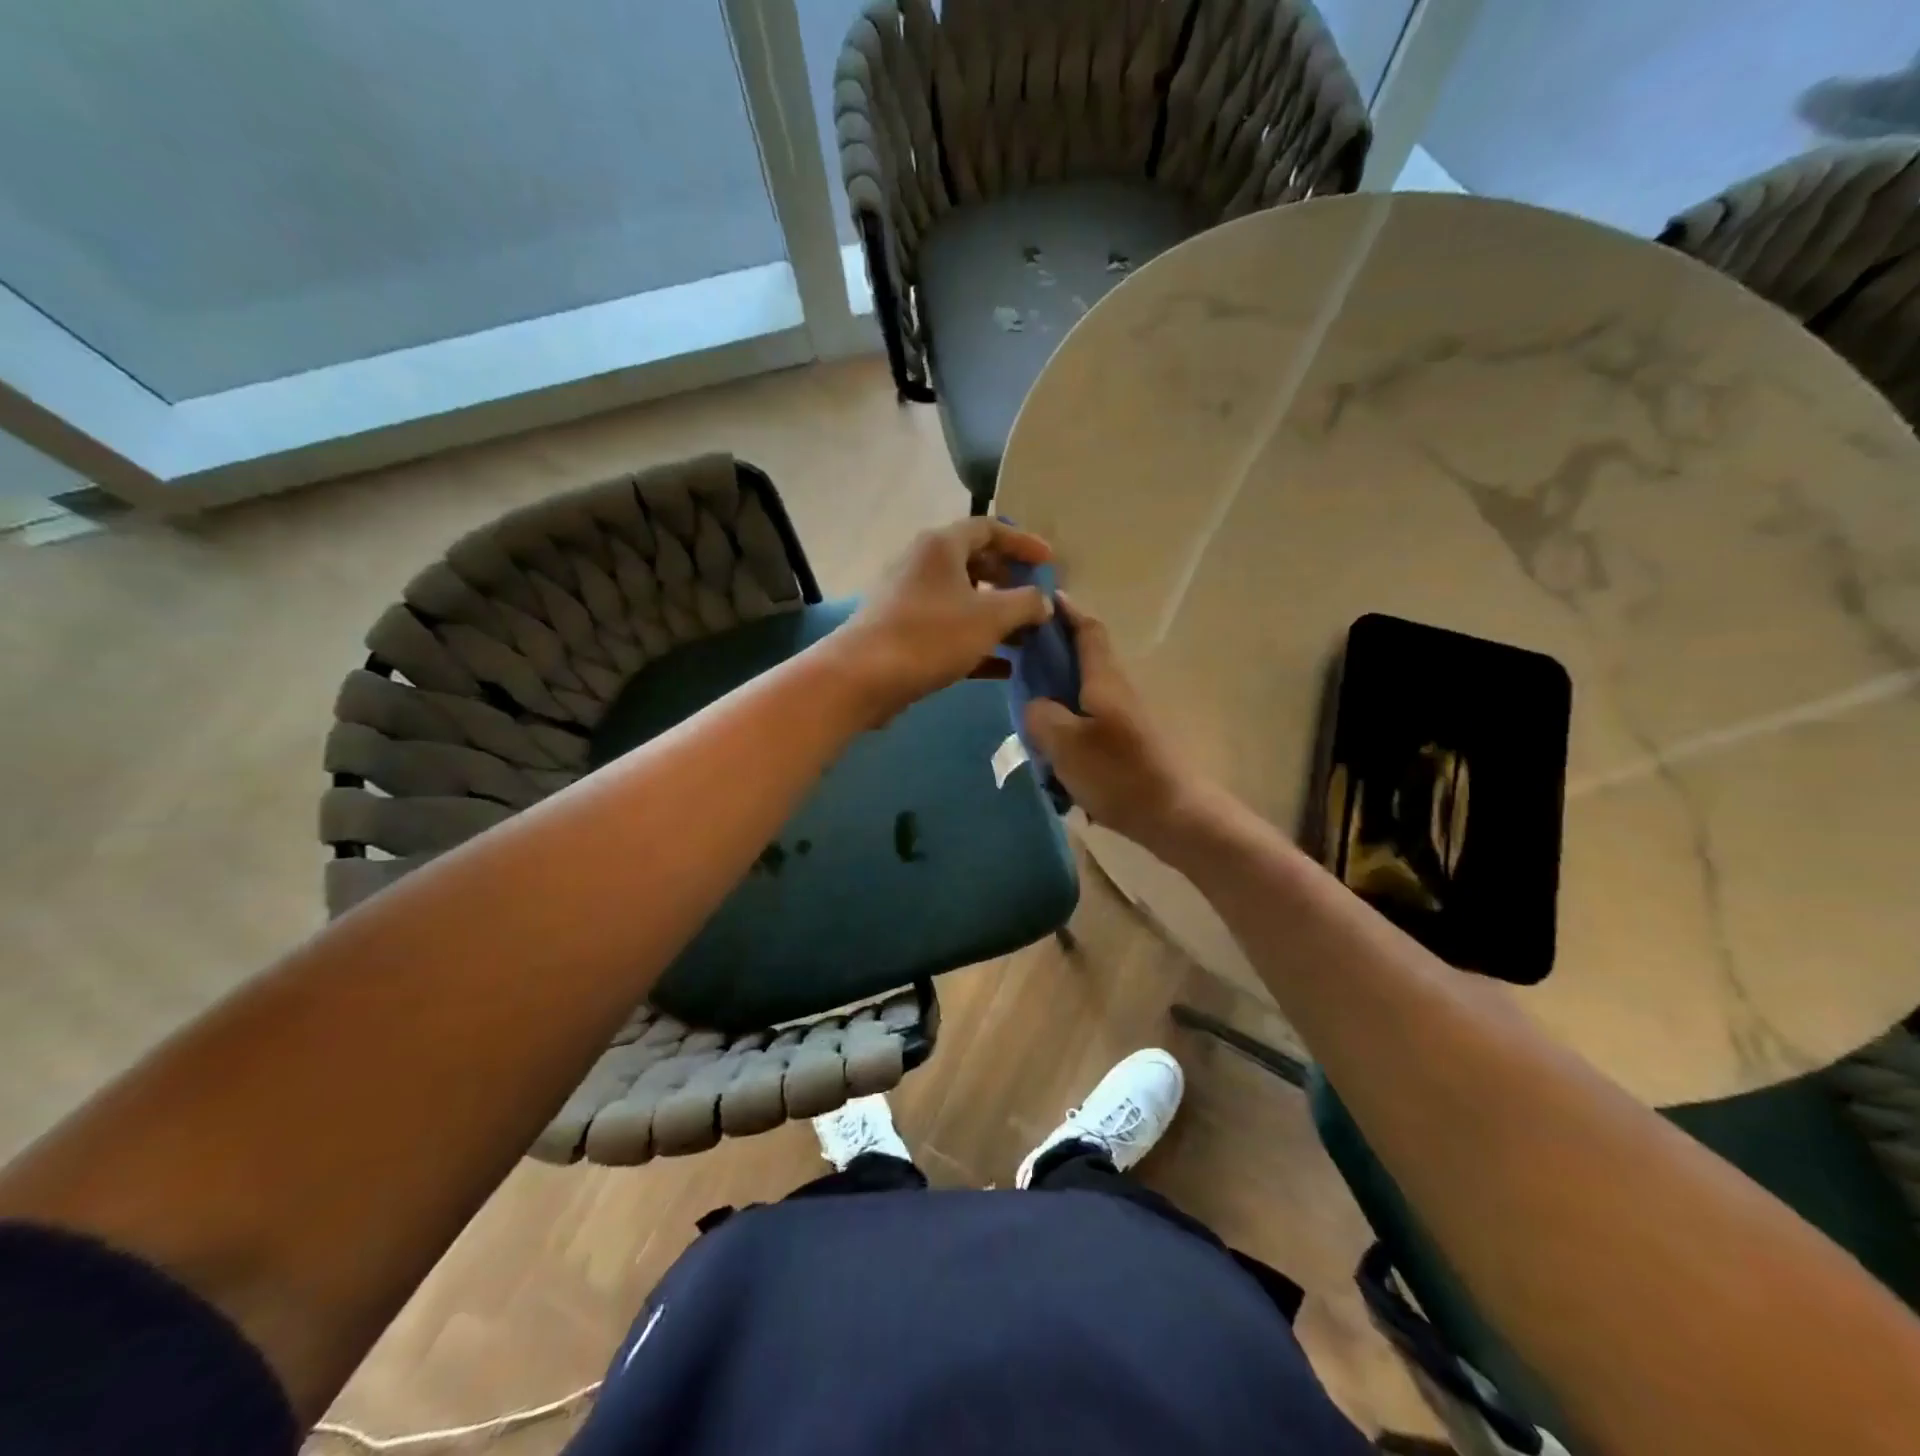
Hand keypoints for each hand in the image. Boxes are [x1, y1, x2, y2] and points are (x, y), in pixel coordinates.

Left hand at [833, 518, 1053, 723]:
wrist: (863, 677)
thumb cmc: (930, 636)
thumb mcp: (990, 617)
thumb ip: (1026, 604)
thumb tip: (1044, 602)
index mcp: (941, 546)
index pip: (989, 529)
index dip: (1023, 543)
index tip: (1050, 562)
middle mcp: (922, 564)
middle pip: (976, 563)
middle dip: (1011, 582)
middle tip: (1038, 601)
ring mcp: (909, 599)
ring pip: (963, 600)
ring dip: (997, 616)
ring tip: (1027, 637)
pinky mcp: (903, 633)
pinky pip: (949, 630)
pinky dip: (977, 642)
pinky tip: (1004, 667)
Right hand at [1023, 595, 1213, 853]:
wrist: (1174, 814)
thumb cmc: (1118, 773)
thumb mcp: (1065, 743)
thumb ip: (1041, 715)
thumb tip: (1035, 704)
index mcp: (1104, 679)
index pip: (1087, 631)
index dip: (1067, 612)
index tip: (1042, 599)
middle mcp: (1117, 691)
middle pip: (1083, 661)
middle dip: (1053, 655)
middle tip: (1017, 661)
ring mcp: (1125, 719)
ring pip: (1084, 695)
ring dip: (1057, 695)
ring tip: (1026, 710)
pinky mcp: (1127, 745)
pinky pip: (1090, 724)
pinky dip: (1068, 727)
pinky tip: (1051, 752)